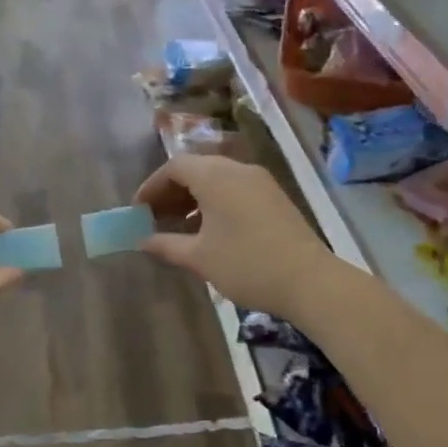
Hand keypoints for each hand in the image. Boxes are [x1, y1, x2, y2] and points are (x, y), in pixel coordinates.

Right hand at [134, 154, 335, 316]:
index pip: (175, 167)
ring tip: (180, 227)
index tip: (138, 210)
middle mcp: (238, 169)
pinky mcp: (275, 197)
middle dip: (172, 191)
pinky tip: (211, 231)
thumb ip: (167, 245)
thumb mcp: (200, 258)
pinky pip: (236, 189)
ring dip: (195, 198)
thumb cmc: (246, 264)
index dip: (153, 186)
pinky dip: (216, 202)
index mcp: (215, 176)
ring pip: (218, 179)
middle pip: (197, 169)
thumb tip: (144, 241)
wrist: (309, 280)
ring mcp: (261, 181)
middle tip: (155, 218)